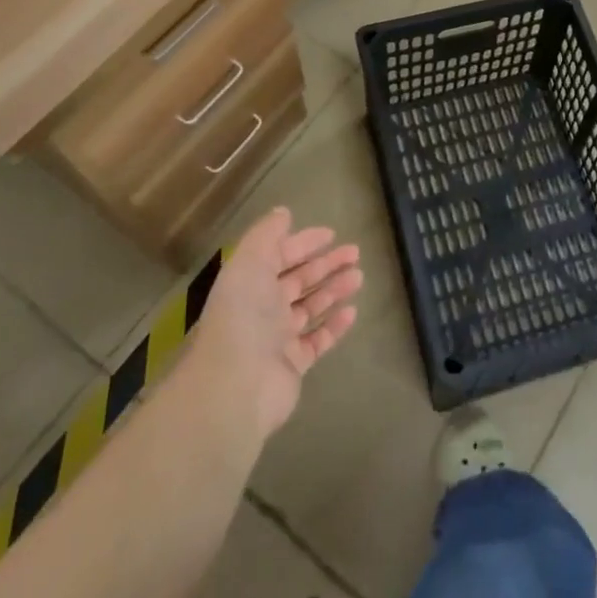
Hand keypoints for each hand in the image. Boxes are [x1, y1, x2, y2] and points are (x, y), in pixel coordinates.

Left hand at [190, 207, 361, 438]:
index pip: (279, 256)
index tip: (331, 234)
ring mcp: (277, 338)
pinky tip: (352, 311)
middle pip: (298, 280)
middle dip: (325, 264)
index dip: (303, 243)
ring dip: (334, 290)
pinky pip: (318, 339)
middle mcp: (261, 308)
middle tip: (355, 252)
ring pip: (311, 307)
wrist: (237, 384)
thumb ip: (267, 234)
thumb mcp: (250, 261)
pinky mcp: (293, 364)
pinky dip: (334, 325)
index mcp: (249, 282)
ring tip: (359, 277)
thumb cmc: (244, 315)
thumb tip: (283, 213)